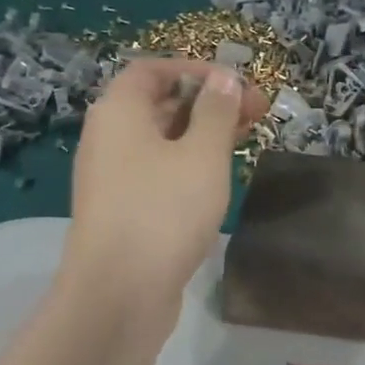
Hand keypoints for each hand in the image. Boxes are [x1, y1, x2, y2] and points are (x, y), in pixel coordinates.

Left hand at [63, 58, 267, 313]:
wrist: (119, 294)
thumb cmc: (164, 210)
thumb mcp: (202, 154)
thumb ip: (216, 112)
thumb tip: (224, 79)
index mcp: (119, 112)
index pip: (153, 70)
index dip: (196, 71)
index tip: (238, 85)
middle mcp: (108, 138)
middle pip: (158, 104)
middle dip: (207, 103)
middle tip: (255, 114)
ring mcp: (112, 178)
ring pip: (161, 141)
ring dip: (202, 135)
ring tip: (245, 141)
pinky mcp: (123, 211)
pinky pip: (157, 172)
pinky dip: (188, 165)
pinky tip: (217, 179)